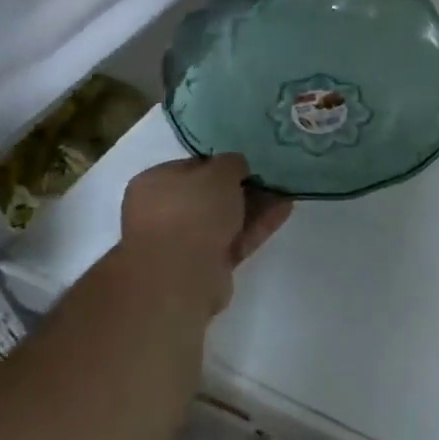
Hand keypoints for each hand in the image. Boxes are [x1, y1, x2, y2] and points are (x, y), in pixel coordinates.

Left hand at [116, 155, 291, 318]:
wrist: (181, 276)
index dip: (221, 163)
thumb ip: (231, 163)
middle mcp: (163, 212)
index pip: (192, 167)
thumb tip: (236, 167)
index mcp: (154, 184)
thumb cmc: (192, 211)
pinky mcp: (205, 267)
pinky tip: (283, 211)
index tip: (248, 162)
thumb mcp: (219, 172)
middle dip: (241, 187)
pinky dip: (256, 226)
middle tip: (270, 178)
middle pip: (209, 195)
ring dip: (254, 206)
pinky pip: (234, 240)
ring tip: (285, 192)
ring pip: (224, 219)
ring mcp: (183, 242)